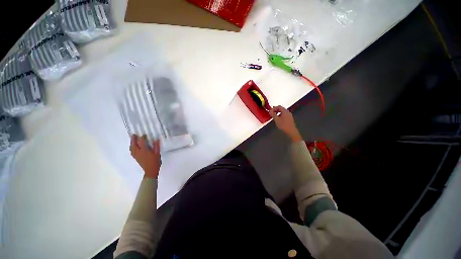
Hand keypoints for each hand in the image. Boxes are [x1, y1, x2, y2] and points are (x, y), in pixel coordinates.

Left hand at [130, 134, 161, 178]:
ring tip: (132, 140)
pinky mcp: (136, 158)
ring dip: (131, 143)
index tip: (144, 135)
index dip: (142, 138)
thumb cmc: (155, 161)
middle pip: (134, 145)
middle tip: (134, 135)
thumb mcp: (157, 153)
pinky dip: (131, 148)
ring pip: (132, 148)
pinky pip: (132, 152)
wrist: (151, 170)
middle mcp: (139, 152)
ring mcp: (136, 156)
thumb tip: (156, 139)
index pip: (142, 142)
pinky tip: (133, 147)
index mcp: (144, 151)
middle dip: (133, 139)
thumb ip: (156, 146)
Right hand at [269, 106, 302, 141]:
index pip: (279, 106)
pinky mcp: (290, 118)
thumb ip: (273, 114)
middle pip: (281, 108)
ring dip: (278, 113)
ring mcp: (289, 115)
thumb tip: (270, 111)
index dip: (273, 108)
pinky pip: (284, 115)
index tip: (270, 112)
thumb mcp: (276, 120)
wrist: (291, 131)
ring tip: (274, 117)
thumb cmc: (283, 125)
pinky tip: (278, 119)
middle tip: (271, 113)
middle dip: (275, 110)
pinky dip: (280, 115)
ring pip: (283, 112)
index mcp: (285, 111)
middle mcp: (288, 112)